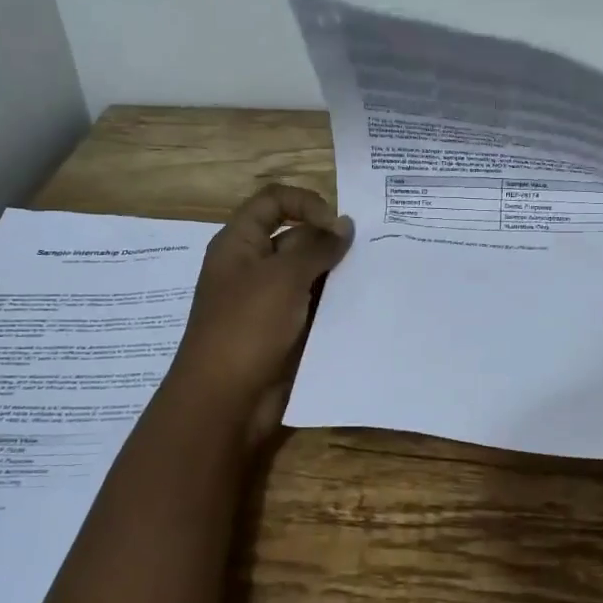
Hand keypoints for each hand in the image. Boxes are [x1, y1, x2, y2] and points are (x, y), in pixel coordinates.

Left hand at [167, 184, 353, 443]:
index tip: (337, 225)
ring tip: (376, 276)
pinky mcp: (285, 331)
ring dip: (338, 275)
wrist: (226, 401)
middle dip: (330, 242)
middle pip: (296, 237)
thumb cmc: (247, 327)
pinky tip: (366, 306)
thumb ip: (316, 247)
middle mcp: (254, 267)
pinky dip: (336, 304)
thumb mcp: (282, 278)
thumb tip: (344, 225)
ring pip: (310, 275)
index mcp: (240, 244)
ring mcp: (270, 301)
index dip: (306, 203)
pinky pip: (314, 307)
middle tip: (371, 251)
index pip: (273, 201)